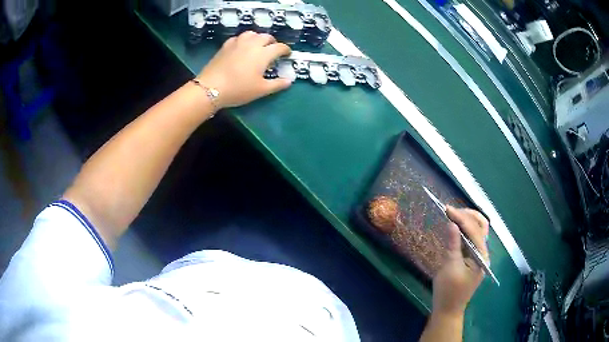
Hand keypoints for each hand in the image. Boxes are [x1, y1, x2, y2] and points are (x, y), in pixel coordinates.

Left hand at [197, 31, 292, 108]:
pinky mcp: (226, 46)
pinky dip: (244, 40)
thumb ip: (277, 84)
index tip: (287, 54)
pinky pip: (238, 38)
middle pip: (266, 37)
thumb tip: (289, 81)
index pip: (279, 47)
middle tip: (272, 50)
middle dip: (272, 42)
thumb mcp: (261, 90)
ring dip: (258, 38)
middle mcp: (252, 44)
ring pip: (252, 33)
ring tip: (257, 46)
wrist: (211, 87)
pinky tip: (241, 47)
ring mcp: (237, 43)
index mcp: (263, 53)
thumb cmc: (239, 89)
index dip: (286, 50)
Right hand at [432, 206, 489, 316]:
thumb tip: (451, 223)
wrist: (448, 310)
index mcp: (481, 256)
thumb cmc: (448, 291)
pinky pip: (471, 239)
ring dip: (467, 220)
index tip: (446, 209)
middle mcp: (483, 253)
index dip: (461, 217)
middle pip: (481, 226)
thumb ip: (453, 245)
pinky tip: (456, 228)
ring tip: (453, 215)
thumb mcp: (449, 268)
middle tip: (451, 211)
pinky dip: (464, 230)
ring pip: (478, 231)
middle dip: (467, 215)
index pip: (474, 230)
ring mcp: (479, 256)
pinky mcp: (472, 259)